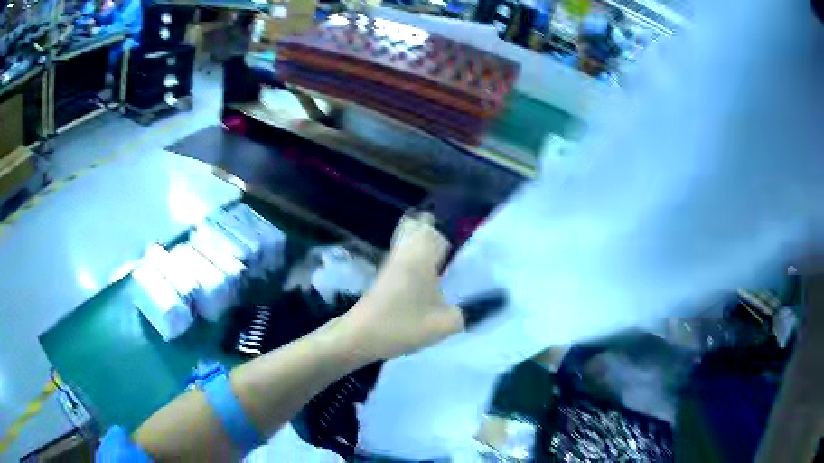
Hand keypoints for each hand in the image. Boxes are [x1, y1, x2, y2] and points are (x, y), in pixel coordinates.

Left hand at [339, 213, 463, 361]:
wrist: (359, 336)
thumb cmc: (401, 326)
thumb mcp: (444, 324)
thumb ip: (473, 312)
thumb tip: (500, 302)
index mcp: (422, 255)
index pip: (441, 225)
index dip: (459, 225)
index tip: (477, 233)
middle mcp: (406, 250)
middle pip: (420, 222)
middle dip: (441, 226)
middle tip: (462, 244)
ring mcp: (393, 259)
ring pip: (409, 234)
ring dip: (427, 238)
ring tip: (451, 256)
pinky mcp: (386, 271)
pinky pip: (404, 248)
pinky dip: (417, 250)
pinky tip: (432, 272)